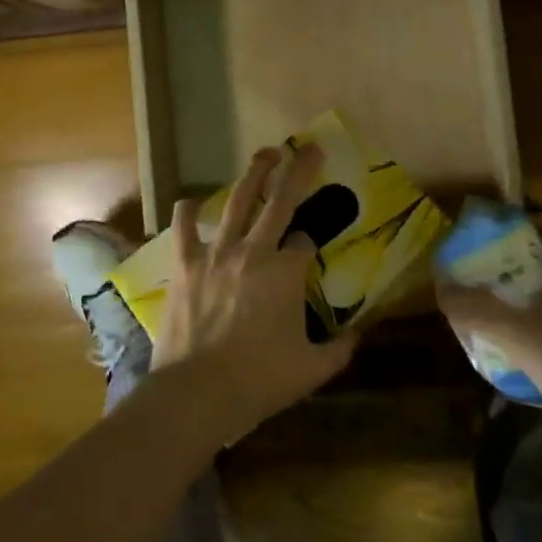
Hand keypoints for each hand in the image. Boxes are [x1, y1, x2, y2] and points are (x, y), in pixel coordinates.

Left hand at [154, 143, 356, 439]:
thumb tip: (357, 335)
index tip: (307, 254)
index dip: (309, 244)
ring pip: (237, 201)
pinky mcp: (186, 263)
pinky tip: (194, 201)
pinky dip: (189, 210)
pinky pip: (184, 226)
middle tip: (310, 148)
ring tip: (266, 154)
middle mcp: (253, 251)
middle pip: (280, 201)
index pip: (305, 241)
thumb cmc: (258, 381)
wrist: (196, 393)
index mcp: (286, 273)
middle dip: (298, 171)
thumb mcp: (311, 370)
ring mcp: (216, 253)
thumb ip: (339, 350)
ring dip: (254, 173)